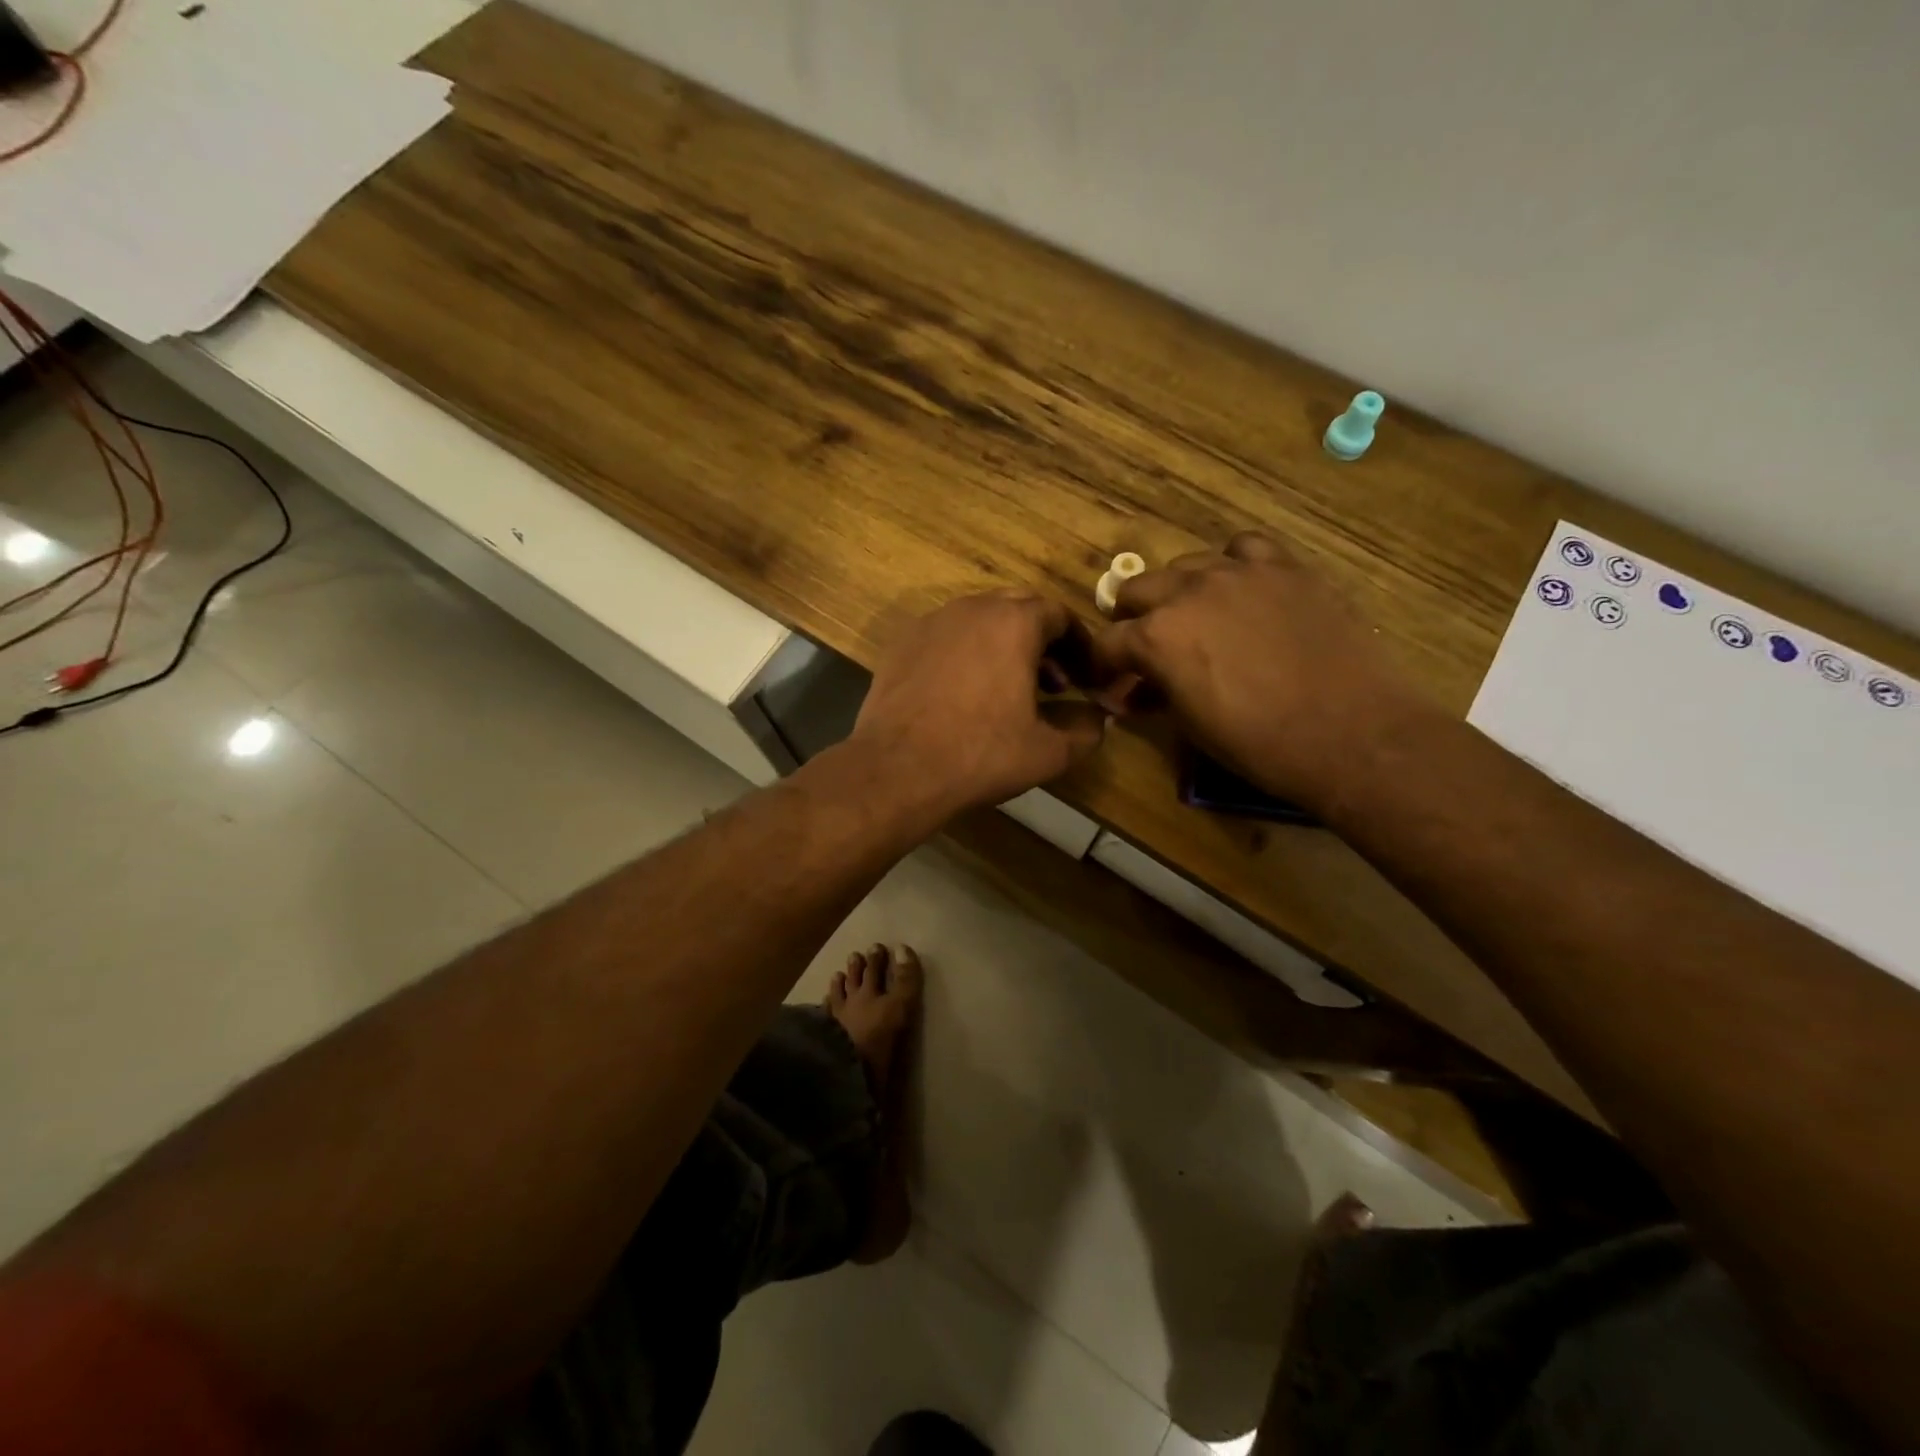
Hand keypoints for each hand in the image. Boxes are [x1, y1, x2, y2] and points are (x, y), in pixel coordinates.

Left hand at [849, 591, 1108, 823]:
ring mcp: (932, 622)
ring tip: (1010, 689)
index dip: (1079, 645)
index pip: (1060, 615)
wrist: (897, 769)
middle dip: (1043, 641)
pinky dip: (966, 653)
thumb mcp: (1049, 752)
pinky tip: (964, 693)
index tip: (1086, 675)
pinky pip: (946, 636)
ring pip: (980, 620)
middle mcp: (972, 608)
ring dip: (1004, 645)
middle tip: (1054, 682)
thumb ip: (1086, 728)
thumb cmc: (980, 755)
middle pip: (1019, 609)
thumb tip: (1099, 716)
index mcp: (1014, 622)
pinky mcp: (902, 643)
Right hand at [1092, 531, 1429, 808]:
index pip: (1108, 642)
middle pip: (1138, 589)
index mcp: (1156, 637)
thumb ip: (1154, 694)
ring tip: (1196, 615)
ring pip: (1187, 564)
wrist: (1350, 732)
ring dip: (1179, 590)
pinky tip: (1243, 588)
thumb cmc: (1259, 743)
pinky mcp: (1285, 567)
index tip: (1111, 680)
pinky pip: (1244, 548)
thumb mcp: (1190, 725)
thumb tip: (1132, 692)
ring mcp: (1239, 572)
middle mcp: (1188, 592)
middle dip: (1133, 619)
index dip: (1105, 665)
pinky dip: (1233, 565)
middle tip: (1148, 646)